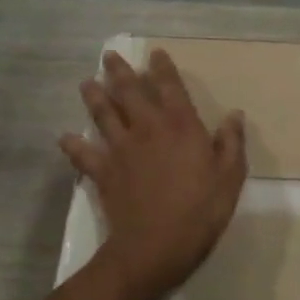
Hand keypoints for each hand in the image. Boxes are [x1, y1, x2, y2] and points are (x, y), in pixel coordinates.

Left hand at [60, 48, 247, 299]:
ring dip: (94, 97)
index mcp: (181, 125)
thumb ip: (231, 142)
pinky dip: (73, 145)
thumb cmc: (200, 211)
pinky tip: (64, 137)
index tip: (155, 53)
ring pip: (103, 115)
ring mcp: (121, 149)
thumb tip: (235, 114)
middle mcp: (148, 128)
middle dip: (119, 72)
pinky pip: (83, 154)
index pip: (170, 87)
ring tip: (86, 83)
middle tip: (109, 55)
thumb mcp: (230, 177)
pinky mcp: (103, 172)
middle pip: (130, 92)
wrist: (155, 246)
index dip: (162, 68)